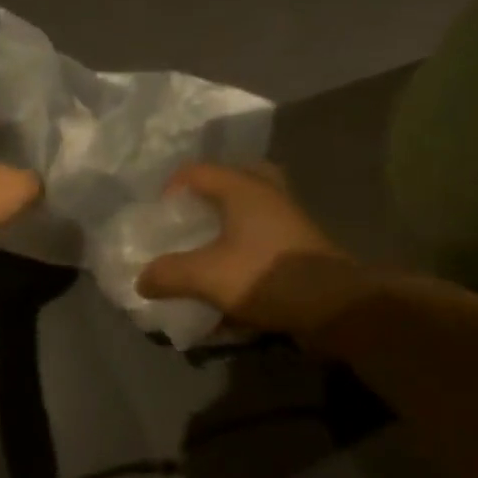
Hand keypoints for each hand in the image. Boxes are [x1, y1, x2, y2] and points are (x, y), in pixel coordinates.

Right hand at [136, 163, 372, 337]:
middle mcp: (268, 194)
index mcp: (243, 188)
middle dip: (207, 198)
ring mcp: (288, 219)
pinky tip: (231, 276)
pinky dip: (245, 246)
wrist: (336, 306)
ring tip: (206, 249)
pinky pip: (264, 234)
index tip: (158, 219)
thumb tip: (141, 279)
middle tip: (190, 221)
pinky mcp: (300, 245)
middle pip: (233, 179)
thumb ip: (168, 274)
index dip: (169, 189)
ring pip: (251, 208)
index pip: (195, 171)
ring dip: (227, 223)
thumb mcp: (207, 277)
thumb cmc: (267, 276)